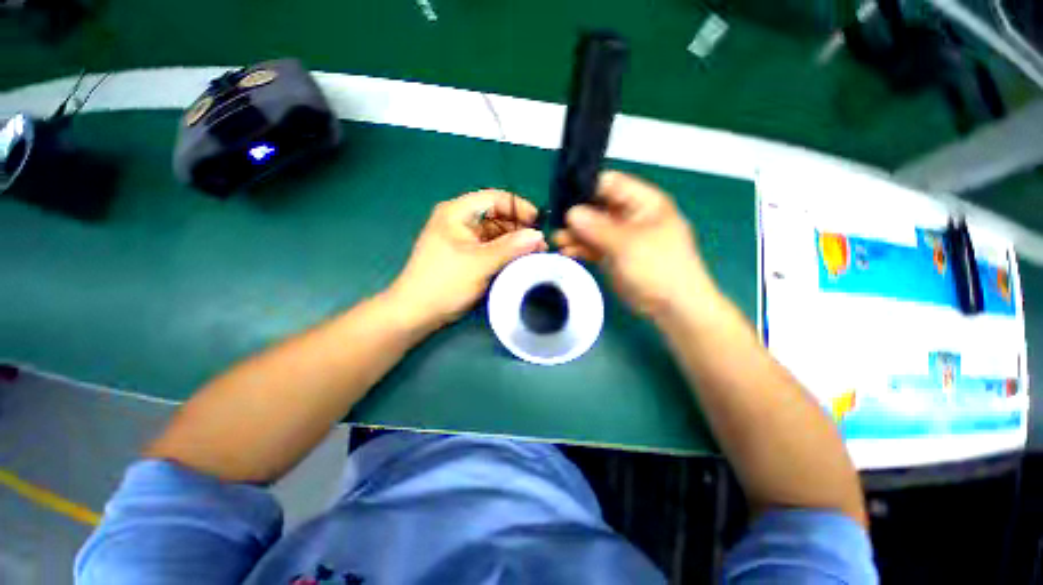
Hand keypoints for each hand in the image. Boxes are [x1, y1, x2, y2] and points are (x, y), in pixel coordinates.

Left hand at [388, 190, 547, 329]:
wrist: (417, 312)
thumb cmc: (445, 282)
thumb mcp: (480, 263)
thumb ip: (511, 247)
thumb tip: (539, 235)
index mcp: (457, 212)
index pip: (495, 198)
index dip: (519, 208)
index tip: (539, 224)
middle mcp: (460, 220)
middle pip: (496, 215)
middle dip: (519, 228)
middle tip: (539, 245)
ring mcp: (462, 238)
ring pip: (495, 232)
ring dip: (514, 242)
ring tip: (533, 254)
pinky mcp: (466, 254)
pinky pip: (490, 247)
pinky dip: (505, 252)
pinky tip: (518, 261)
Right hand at [553, 171, 715, 318]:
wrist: (671, 307)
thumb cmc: (658, 267)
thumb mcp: (627, 244)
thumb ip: (597, 227)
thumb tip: (570, 212)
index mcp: (643, 202)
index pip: (610, 184)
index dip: (586, 187)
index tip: (563, 196)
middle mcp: (630, 215)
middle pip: (597, 206)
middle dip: (576, 214)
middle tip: (556, 223)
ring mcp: (620, 236)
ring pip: (592, 228)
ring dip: (575, 233)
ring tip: (557, 241)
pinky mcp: (612, 254)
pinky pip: (592, 245)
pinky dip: (579, 248)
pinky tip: (566, 251)